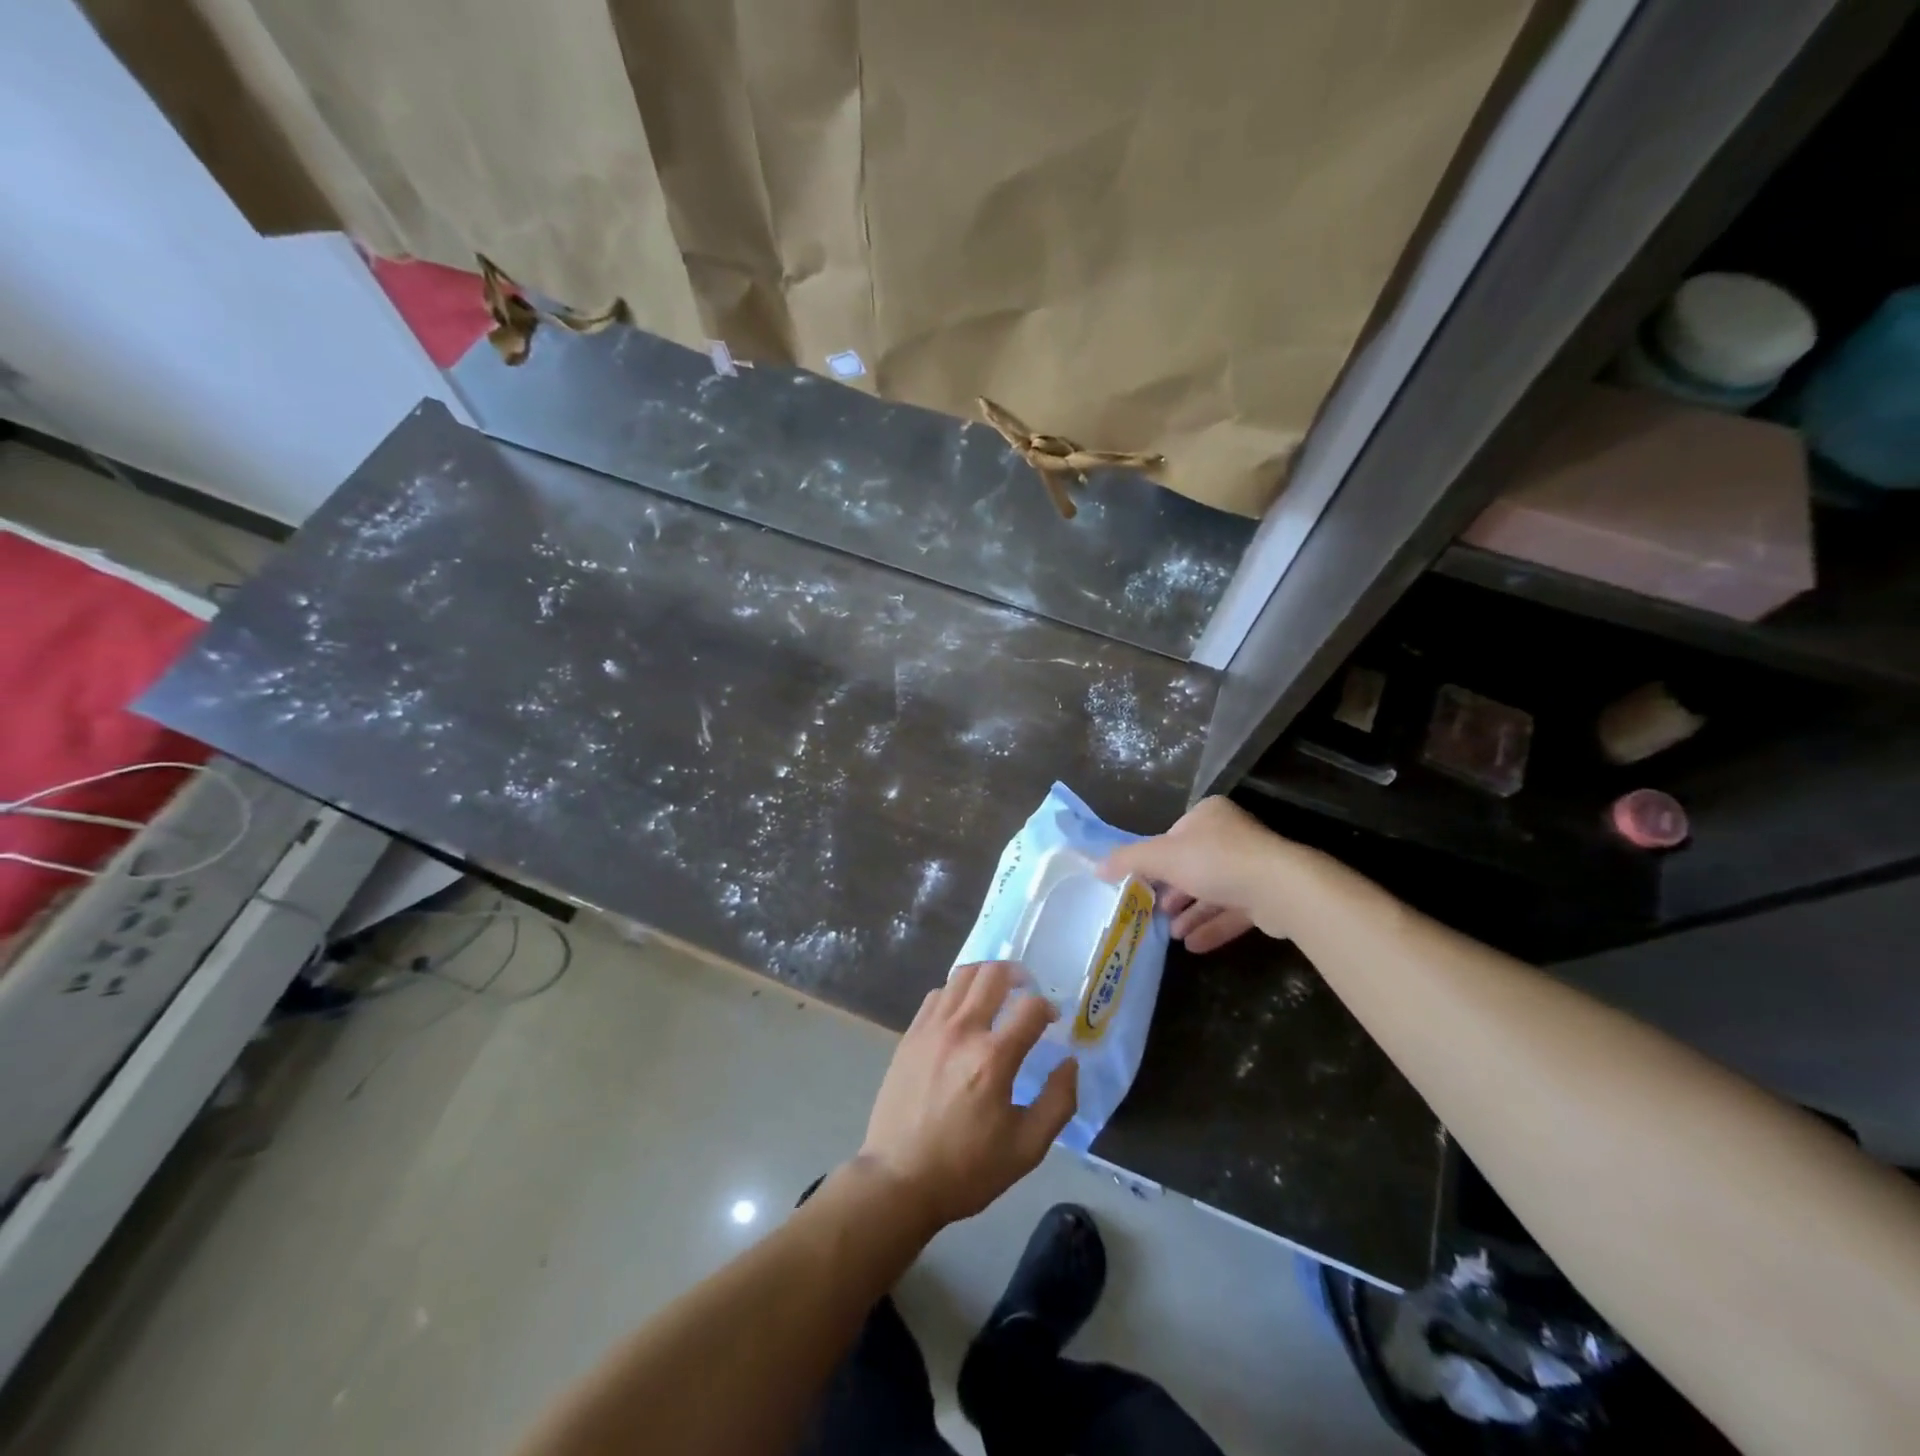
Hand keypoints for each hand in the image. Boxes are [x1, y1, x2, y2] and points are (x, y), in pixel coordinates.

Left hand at [859, 961, 1076, 1227]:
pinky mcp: (910, 1034)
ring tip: (997, 992)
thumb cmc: (967, 1169)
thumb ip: (1058, 1102)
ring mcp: (931, 1028)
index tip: (1052, 1020)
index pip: (1030, 1007)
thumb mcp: (1027, 1149)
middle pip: (993, 974)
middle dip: (1018, 975)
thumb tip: (1069, 1063)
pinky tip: (963, 1011)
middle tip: (1027, 990)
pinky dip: (957, 991)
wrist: (899, 1179)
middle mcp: (962, 1031)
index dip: (1047, 1007)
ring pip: (962, 975)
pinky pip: (937, 994)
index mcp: (993, 1058)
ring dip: (986, 976)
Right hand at [1100, 796, 1286, 952]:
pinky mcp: (1267, 896)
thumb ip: (1128, 860)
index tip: (1141, 884)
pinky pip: (1232, 911)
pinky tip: (1194, 946)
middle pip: (1192, 865)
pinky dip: (1212, 926)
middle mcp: (1232, 836)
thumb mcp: (1161, 856)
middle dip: (1172, 892)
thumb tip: (1097, 867)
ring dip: (1190, 912)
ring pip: (1213, 891)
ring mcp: (1253, 866)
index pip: (1173, 836)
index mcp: (1208, 815)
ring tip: (1171, 934)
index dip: (1155, 861)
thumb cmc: (1215, 861)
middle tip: (1154, 911)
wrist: (1280, 889)